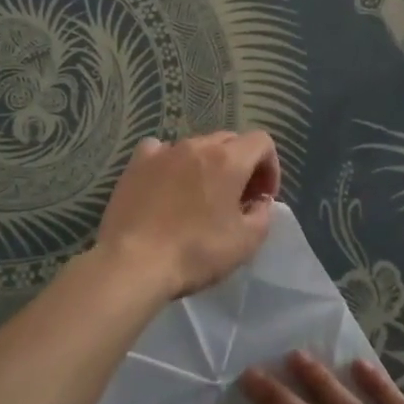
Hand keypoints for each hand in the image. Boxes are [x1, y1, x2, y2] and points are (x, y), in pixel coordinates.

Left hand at [95, 131, 280, 301]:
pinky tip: (168, 184)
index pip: (261, 142)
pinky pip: (161, 150)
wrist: (134, 263)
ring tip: (201, 196)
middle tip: (237, 199)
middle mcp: (196, 146)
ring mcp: (163, 152)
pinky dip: (172, 162)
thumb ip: (262, 214)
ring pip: (196, 146)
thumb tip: (258, 202)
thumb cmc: (196, 252)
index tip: (262, 197)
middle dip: (241, 165)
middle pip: (230, 141)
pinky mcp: (136, 164)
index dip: (270, 167)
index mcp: (228, 160)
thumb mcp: (246, 242)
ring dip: (208, 165)